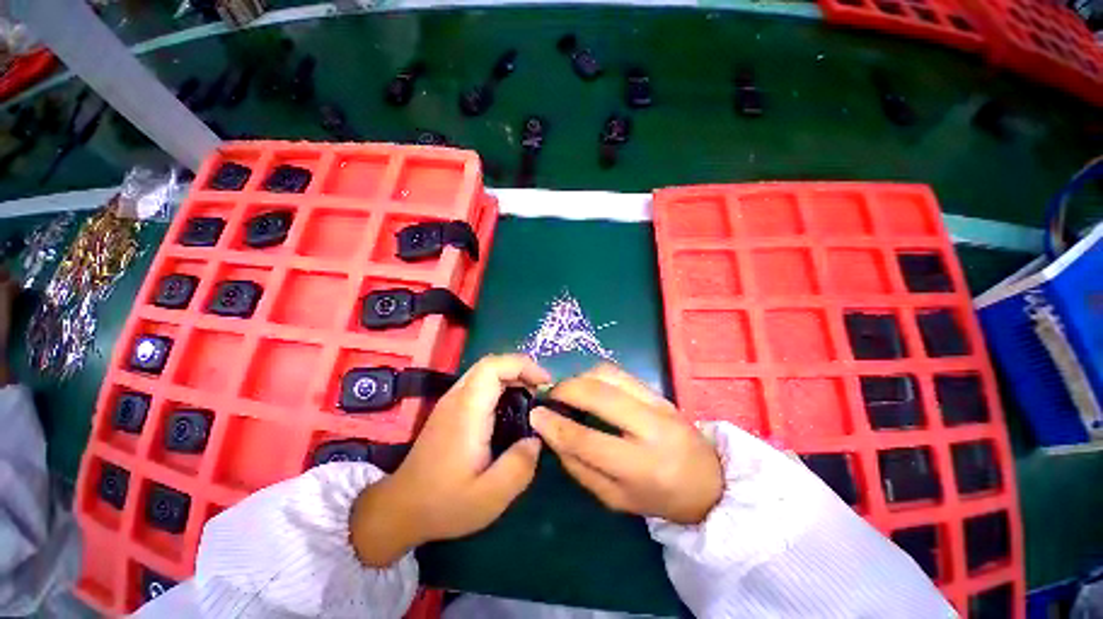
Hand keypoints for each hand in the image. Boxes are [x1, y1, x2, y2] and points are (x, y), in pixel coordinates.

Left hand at [350, 354, 550, 566]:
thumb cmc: (444, 504)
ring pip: (485, 371)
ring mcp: (451, 401)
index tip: (545, 383)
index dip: (523, 365)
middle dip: (521, 368)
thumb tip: (537, 438)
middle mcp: (457, 398)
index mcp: (467, 411)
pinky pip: (480, 384)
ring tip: (531, 397)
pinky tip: (511, 406)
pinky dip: (501, 385)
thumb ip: (519, 466)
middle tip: (541, 389)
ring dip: (512, 376)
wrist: (400, 509)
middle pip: (490, 364)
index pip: (493, 366)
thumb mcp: (489, 497)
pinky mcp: (450, 409)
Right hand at [531, 364, 722, 524]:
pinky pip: (620, 372)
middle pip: (599, 394)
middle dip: (566, 389)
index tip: (535, 414)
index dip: (555, 425)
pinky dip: (596, 375)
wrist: (708, 480)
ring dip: (581, 377)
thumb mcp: (615, 498)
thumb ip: (580, 467)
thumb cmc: (659, 497)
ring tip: (569, 391)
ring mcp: (658, 403)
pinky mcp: (659, 391)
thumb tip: (552, 435)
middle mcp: (651, 428)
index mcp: (641, 467)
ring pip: (609, 374)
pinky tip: (589, 386)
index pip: (587, 440)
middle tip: (550, 396)